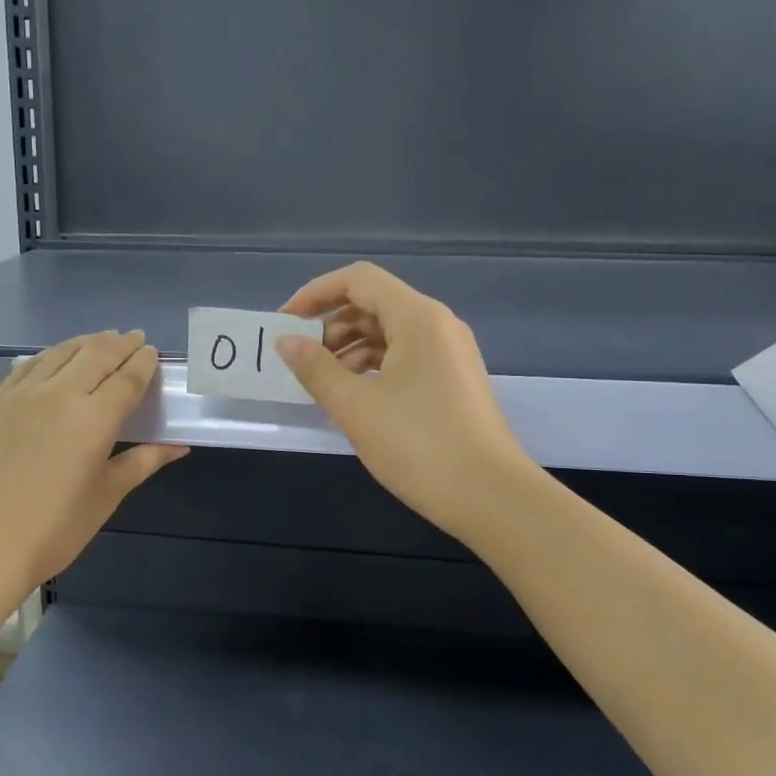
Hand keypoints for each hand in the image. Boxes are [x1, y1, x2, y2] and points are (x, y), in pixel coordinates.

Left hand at [0, 330, 187, 592]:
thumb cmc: (55, 528)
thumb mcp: (107, 495)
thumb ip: (143, 462)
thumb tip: (178, 446)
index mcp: (94, 418)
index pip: (126, 378)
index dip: (143, 362)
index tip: (153, 352)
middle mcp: (59, 394)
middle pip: (95, 355)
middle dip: (119, 343)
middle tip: (134, 338)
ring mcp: (21, 394)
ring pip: (60, 353)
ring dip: (86, 342)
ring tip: (101, 340)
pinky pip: (28, 366)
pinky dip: (51, 355)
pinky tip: (56, 358)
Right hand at [276, 262, 532, 539]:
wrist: (490, 496)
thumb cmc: (419, 445)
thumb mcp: (355, 407)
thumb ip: (315, 369)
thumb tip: (286, 342)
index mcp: (417, 318)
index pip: (358, 280)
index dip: (316, 293)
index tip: (285, 323)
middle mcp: (437, 325)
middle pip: (373, 304)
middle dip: (330, 326)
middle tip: (300, 361)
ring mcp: (449, 354)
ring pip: (388, 334)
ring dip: (349, 350)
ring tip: (321, 384)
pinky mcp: (452, 382)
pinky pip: (404, 358)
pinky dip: (372, 368)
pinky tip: (352, 398)